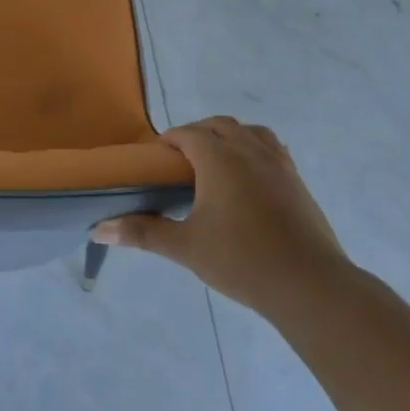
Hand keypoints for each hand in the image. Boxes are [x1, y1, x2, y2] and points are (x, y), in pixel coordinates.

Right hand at [94, 117, 349, 310]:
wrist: (310, 285)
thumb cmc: (242, 260)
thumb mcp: (186, 247)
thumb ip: (142, 233)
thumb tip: (99, 229)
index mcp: (220, 158)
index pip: (188, 133)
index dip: (169, 141)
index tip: (156, 160)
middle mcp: (250, 150)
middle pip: (219, 125)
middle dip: (197, 135)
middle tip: (180, 163)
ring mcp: (279, 164)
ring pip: (250, 132)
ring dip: (229, 137)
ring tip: (215, 164)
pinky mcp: (297, 182)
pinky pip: (271, 149)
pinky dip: (254, 151)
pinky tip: (248, 181)